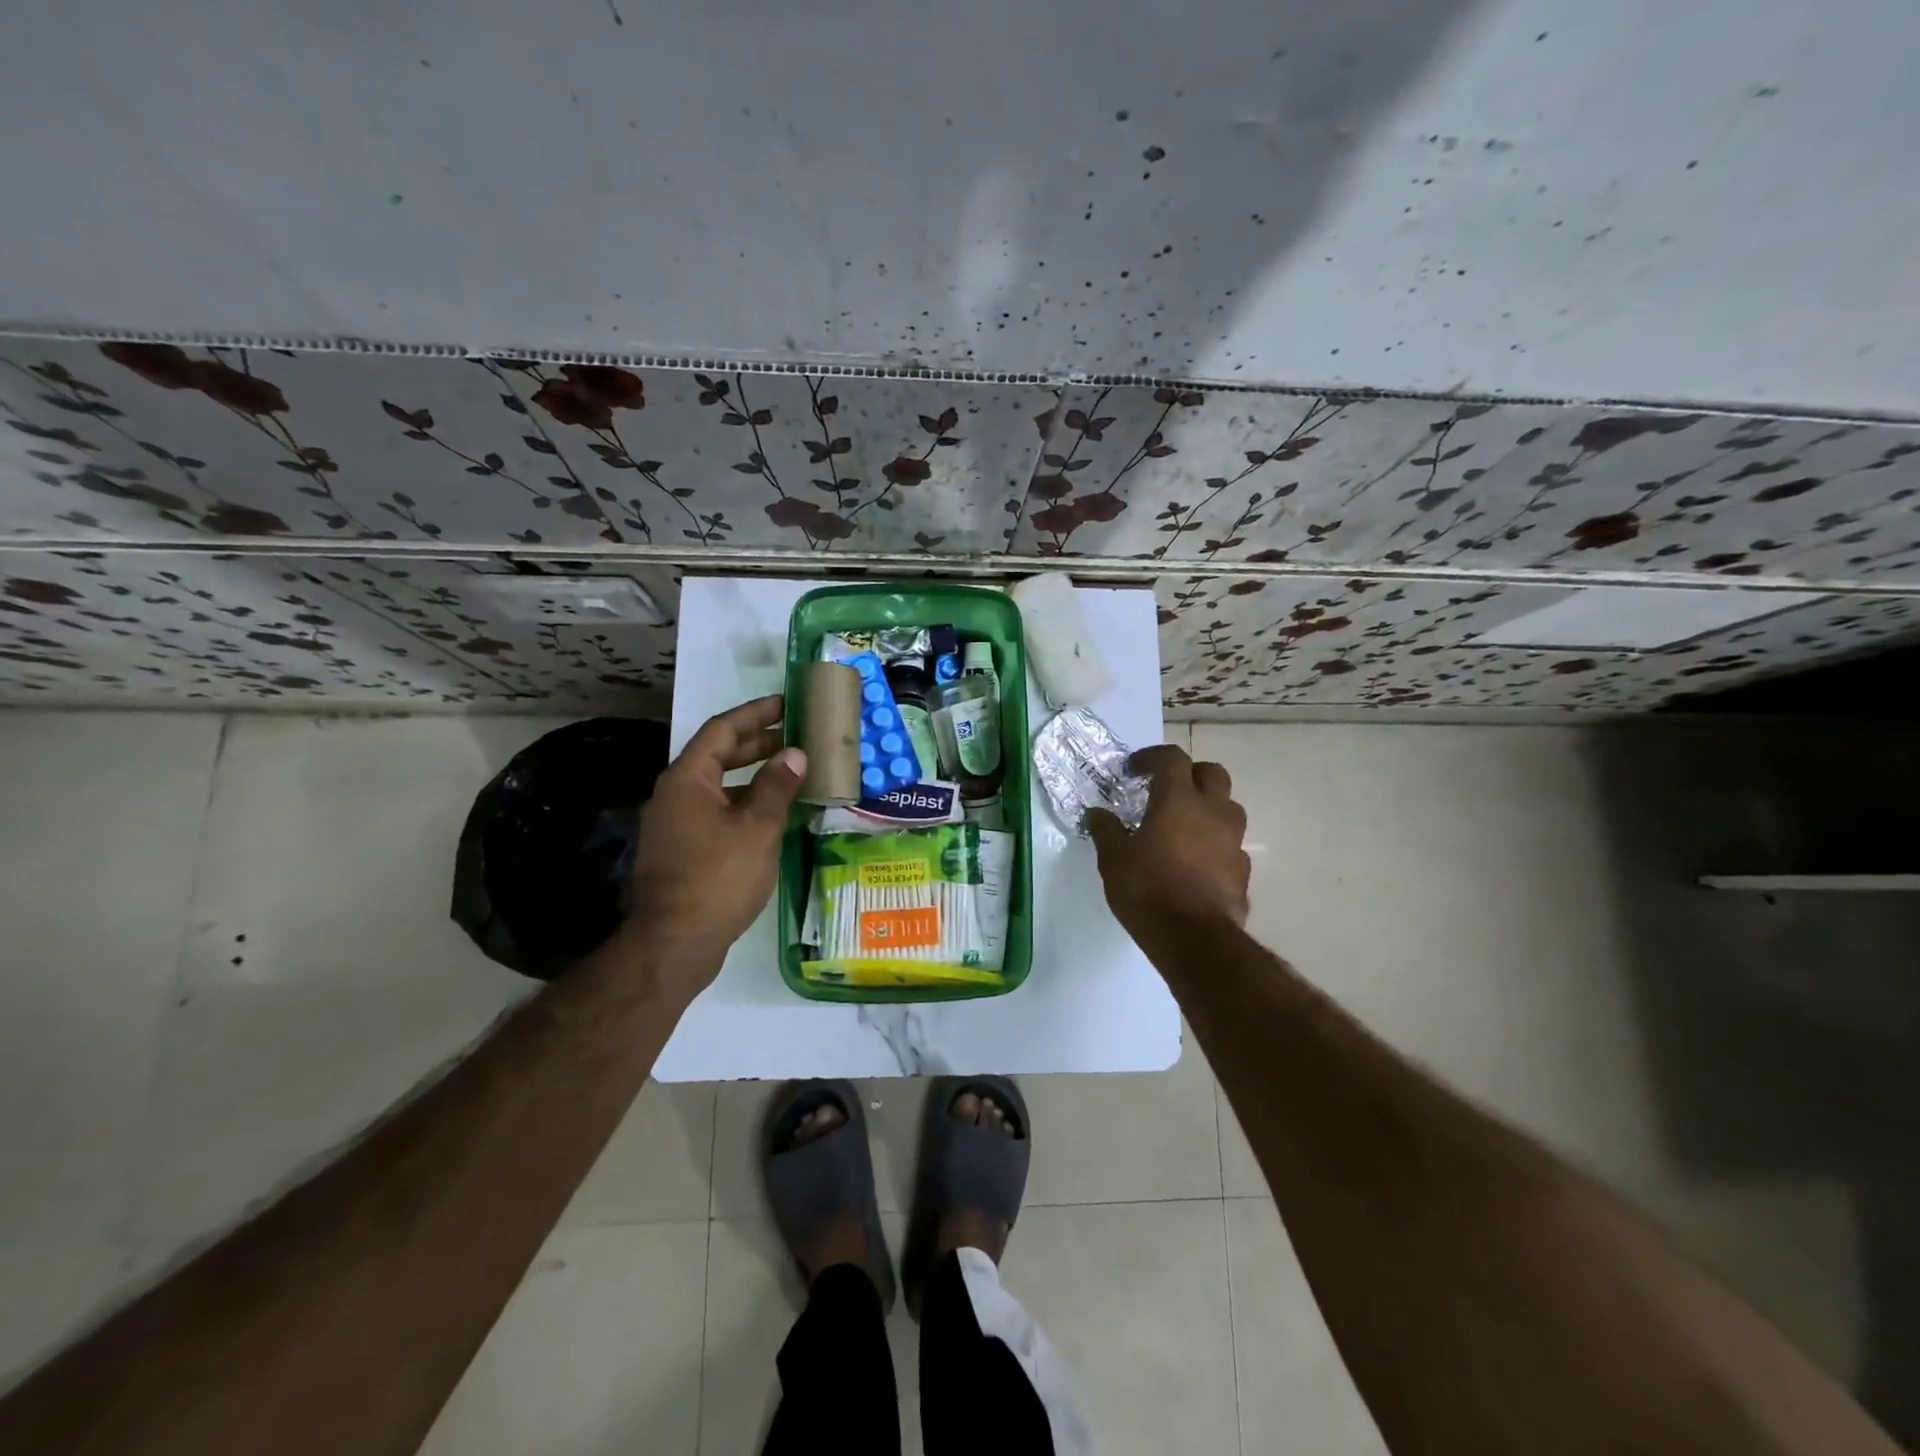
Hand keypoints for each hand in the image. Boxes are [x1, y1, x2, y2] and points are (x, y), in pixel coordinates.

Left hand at [619, 694, 805, 983]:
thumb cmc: (718, 877)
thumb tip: (794, 754)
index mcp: (688, 779)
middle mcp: (675, 794)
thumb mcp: (757, 828)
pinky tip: (773, 814)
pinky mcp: (682, 850)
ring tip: (792, 772)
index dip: (755, 713)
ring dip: (754, 776)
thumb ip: (777, 786)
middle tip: (796, 735)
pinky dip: (745, 803)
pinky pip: (717, 811)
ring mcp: (676, 824)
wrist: (674, 943)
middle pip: (718, 756)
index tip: (785, 704)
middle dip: (757, 743)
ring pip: (719, 786)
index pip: (722, 730)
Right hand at [1087, 744, 1249, 945]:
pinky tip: (1197, 862)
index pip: (1171, 758)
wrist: (1195, 939)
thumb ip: (1106, 831)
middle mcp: (1212, 811)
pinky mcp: (1243, 869)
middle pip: (1211, 773)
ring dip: (1207, 807)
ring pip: (1227, 807)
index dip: (1151, 757)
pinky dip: (1215, 843)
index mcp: (1178, 800)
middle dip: (1189, 774)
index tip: (1133, 770)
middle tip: (1166, 790)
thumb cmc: (1148, 891)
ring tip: (1184, 826)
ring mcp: (1233, 840)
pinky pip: (1231, 844)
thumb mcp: (1114, 860)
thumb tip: (1096, 813)